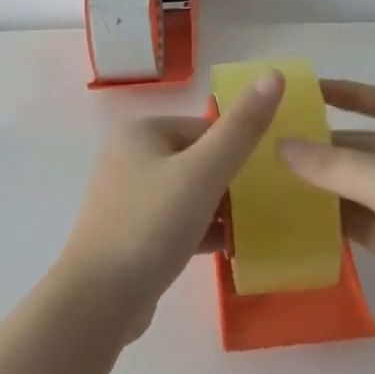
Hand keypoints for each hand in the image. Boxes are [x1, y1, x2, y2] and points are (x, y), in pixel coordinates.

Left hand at [57, 70, 286, 338]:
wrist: (100, 299)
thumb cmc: (151, 226)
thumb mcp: (203, 173)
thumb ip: (241, 128)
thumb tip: (275, 74)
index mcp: (142, 133)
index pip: (205, 129)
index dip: (240, 151)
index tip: (272, 178)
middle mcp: (129, 159)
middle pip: (198, 161)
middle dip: (233, 184)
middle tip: (269, 207)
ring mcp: (128, 199)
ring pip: (189, 195)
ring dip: (221, 210)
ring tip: (257, 229)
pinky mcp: (132, 234)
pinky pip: (177, 223)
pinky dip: (202, 232)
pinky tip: (231, 250)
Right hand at [279, 80, 374, 359]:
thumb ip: (336, 166)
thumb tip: (282, 147)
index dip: (350, 93)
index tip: (305, 93)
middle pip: (373, 147)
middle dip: (328, 147)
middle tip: (274, 148)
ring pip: (368, 189)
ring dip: (330, 188)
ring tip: (276, 185)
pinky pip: (372, 226)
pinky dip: (342, 223)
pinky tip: (303, 223)